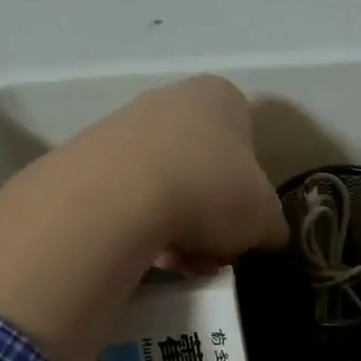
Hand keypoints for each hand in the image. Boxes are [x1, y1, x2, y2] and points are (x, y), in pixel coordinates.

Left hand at [0, 76, 286, 360]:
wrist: (118, 199)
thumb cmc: (211, 190)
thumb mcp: (266, 218)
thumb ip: (273, 226)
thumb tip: (267, 238)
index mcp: (221, 98)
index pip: (247, 145)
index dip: (250, 192)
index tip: (243, 227)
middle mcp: (171, 98)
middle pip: (204, 169)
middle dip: (211, 216)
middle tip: (213, 253)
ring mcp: (123, 124)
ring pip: (167, 187)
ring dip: (179, 228)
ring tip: (179, 263)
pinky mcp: (86, 158)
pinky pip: (128, 199)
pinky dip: (142, 228)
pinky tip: (146, 256)